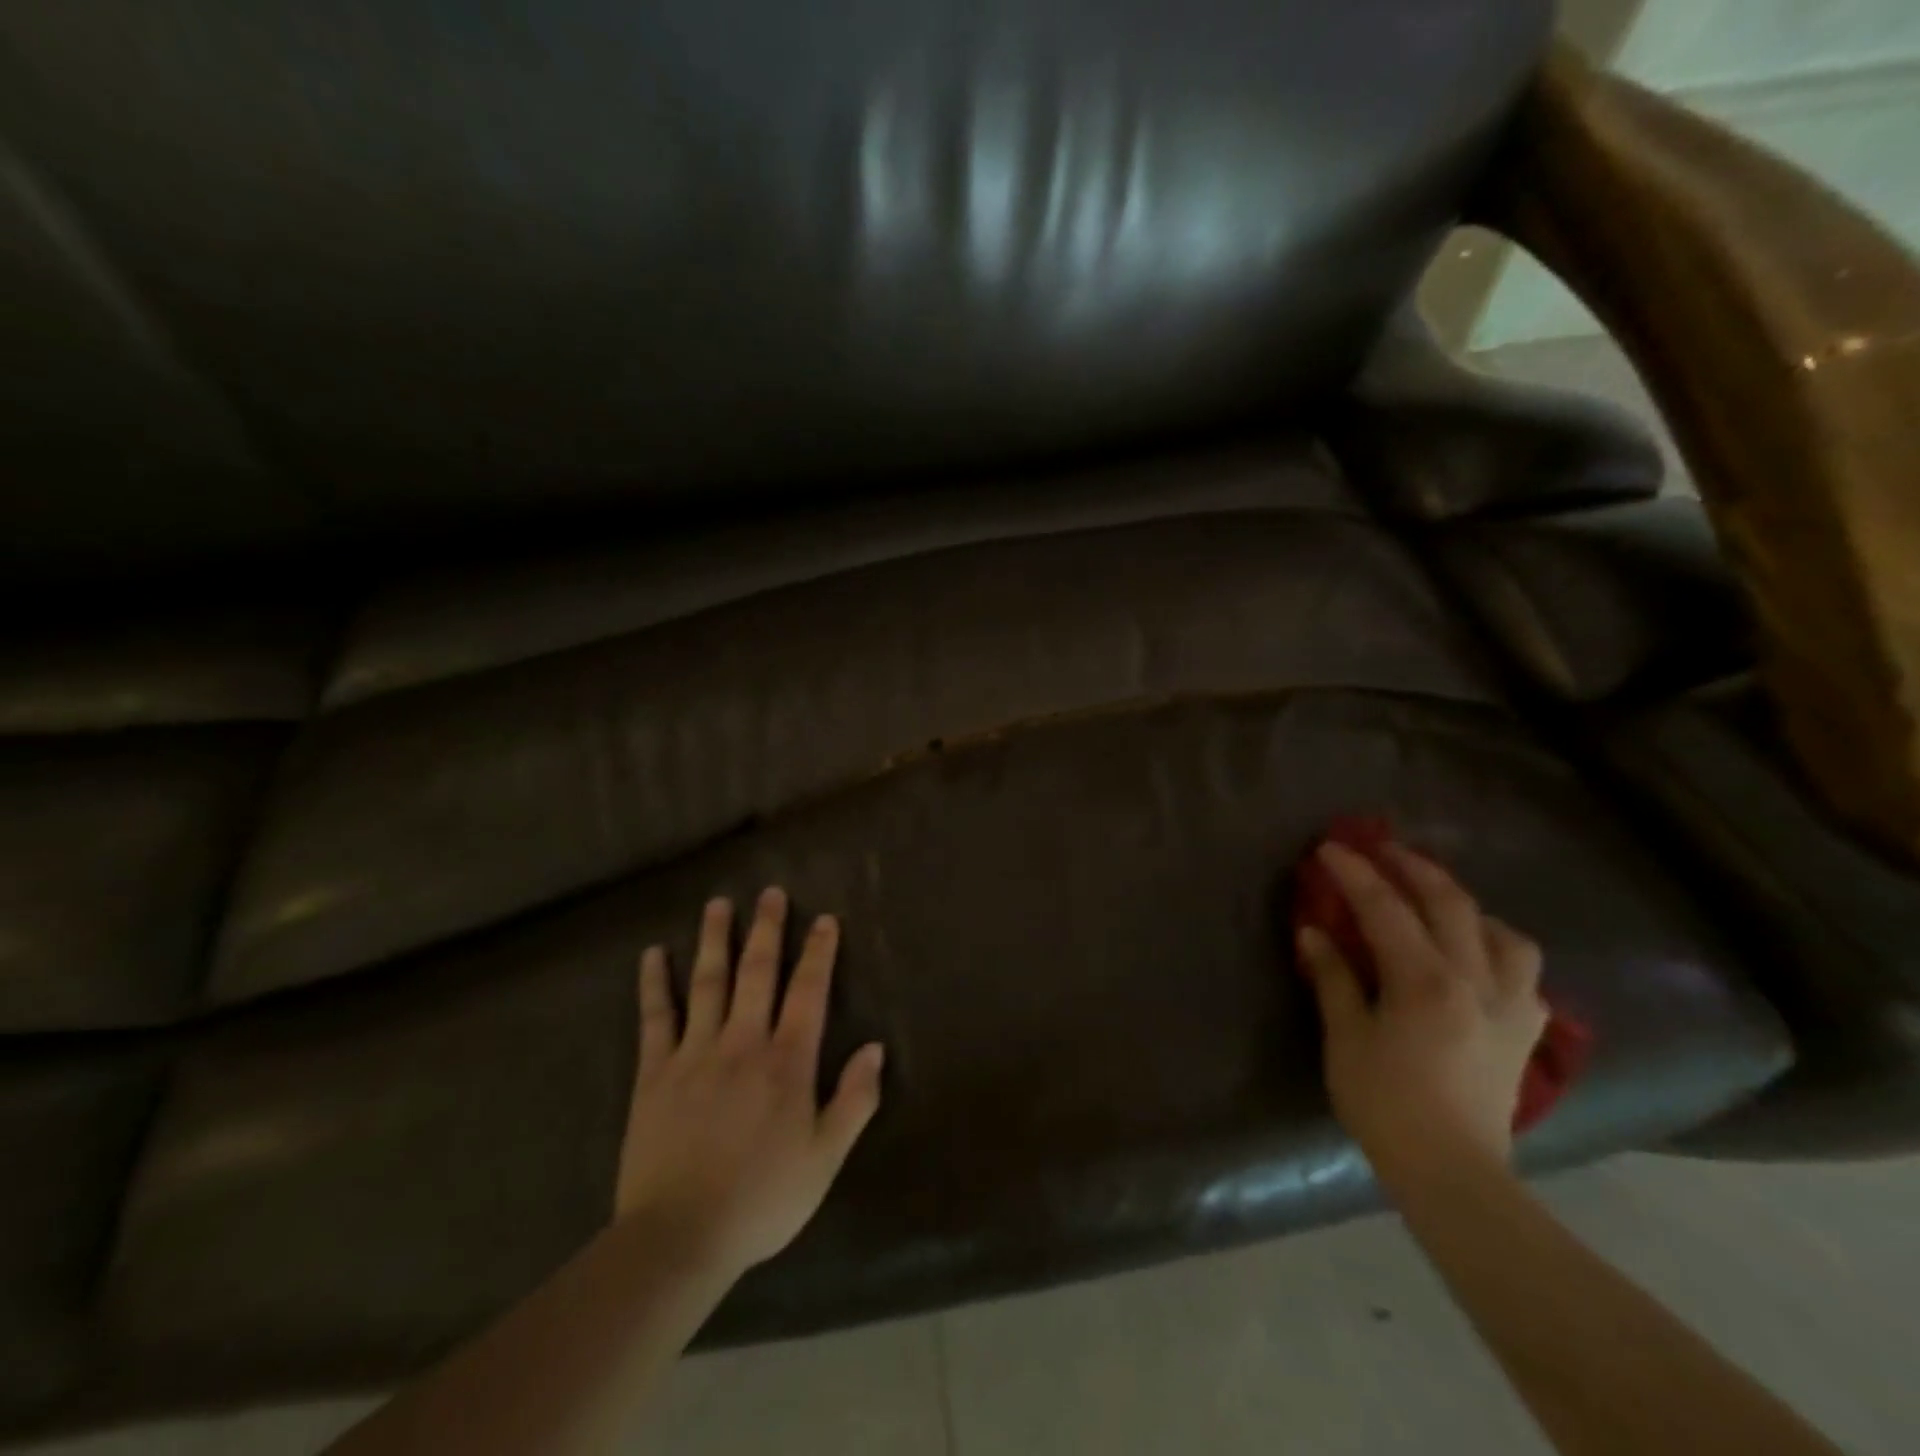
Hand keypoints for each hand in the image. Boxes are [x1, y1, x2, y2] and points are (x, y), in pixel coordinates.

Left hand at [615, 888, 885, 1278]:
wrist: (679, 1238)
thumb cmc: (762, 1199)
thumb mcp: (826, 1158)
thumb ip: (855, 1100)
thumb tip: (875, 1047)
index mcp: (786, 1062)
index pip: (808, 992)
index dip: (818, 953)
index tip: (824, 919)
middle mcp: (742, 1043)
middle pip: (757, 973)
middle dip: (767, 930)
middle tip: (770, 892)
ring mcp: (694, 1054)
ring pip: (707, 983)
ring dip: (714, 940)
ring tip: (718, 904)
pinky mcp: (654, 1073)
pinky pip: (655, 1018)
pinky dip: (654, 984)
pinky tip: (653, 954)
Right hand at [1297, 842, 1545, 1190]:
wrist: (1452, 1172)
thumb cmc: (1385, 1103)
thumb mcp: (1346, 1037)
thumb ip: (1333, 977)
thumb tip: (1313, 932)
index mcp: (1424, 980)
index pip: (1385, 907)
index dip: (1355, 872)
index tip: (1330, 848)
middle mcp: (1475, 981)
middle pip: (1450, 904)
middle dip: (1413, 867)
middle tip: (1382, 849)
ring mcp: (1511, 1006)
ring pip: (1505, 935)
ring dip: (1468, 907)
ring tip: (1439, 904)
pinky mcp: (1527, 1034)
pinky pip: (1525, 976)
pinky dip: (1500, 952)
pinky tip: (1479, 960)